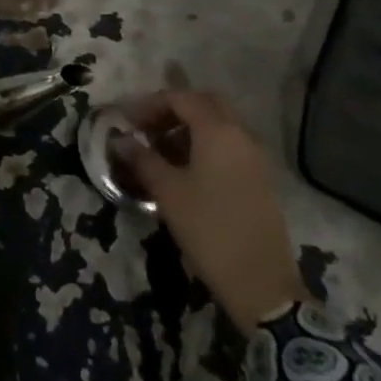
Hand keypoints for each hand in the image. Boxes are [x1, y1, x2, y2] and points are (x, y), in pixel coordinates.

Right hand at [111, 90, 308, 332]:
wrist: (260, 282)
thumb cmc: (208, 228)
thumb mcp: (167, 192)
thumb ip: (142, 159)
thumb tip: (120, 140)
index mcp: (218, 132)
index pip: (181, 98)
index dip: (150, 104)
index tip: (126, 121)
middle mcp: (241, 136)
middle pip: (205, 105)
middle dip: (173, 110)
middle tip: (146, 128)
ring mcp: (254, 158)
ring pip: (219, 125)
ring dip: (188, 128)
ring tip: (159, 150)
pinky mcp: (258, 179)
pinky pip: (228, 146)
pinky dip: (204, 145)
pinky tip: (183, 171)